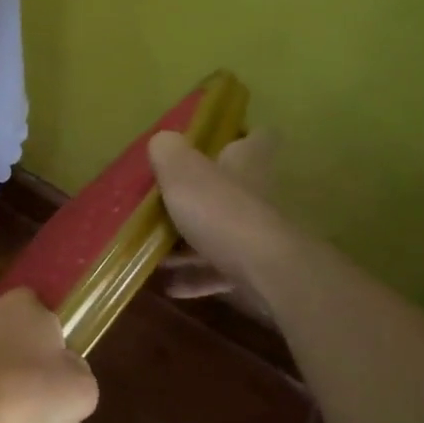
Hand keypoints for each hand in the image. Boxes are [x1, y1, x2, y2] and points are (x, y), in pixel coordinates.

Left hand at [0, 291, 98, 422]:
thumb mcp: (79, 392)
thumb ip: (77, 370)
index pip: (39, 310)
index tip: (48, 370)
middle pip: (1, 324)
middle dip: (8, 349)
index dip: (46, 339)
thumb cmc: (22, 396)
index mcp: (22, 306)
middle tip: (19, 388)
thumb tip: (66, 365)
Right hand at [150, 128, 284, 323]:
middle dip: (201, 197)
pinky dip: (195, 277)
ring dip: (190, 244)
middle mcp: (257, 194)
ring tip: (157, 253)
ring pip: (222, 232)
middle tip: (166, 202)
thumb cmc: (222, 212)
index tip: (214, 143)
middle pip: (232, 188)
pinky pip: (219, 270)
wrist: (266, 273)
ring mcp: (257, 234)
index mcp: (246, 162)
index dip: (239, 137)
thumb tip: (163, 140)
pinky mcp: (255, 269)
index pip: (256, 137)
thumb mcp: (182, 172)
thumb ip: (168, 152)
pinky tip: (170, 285)